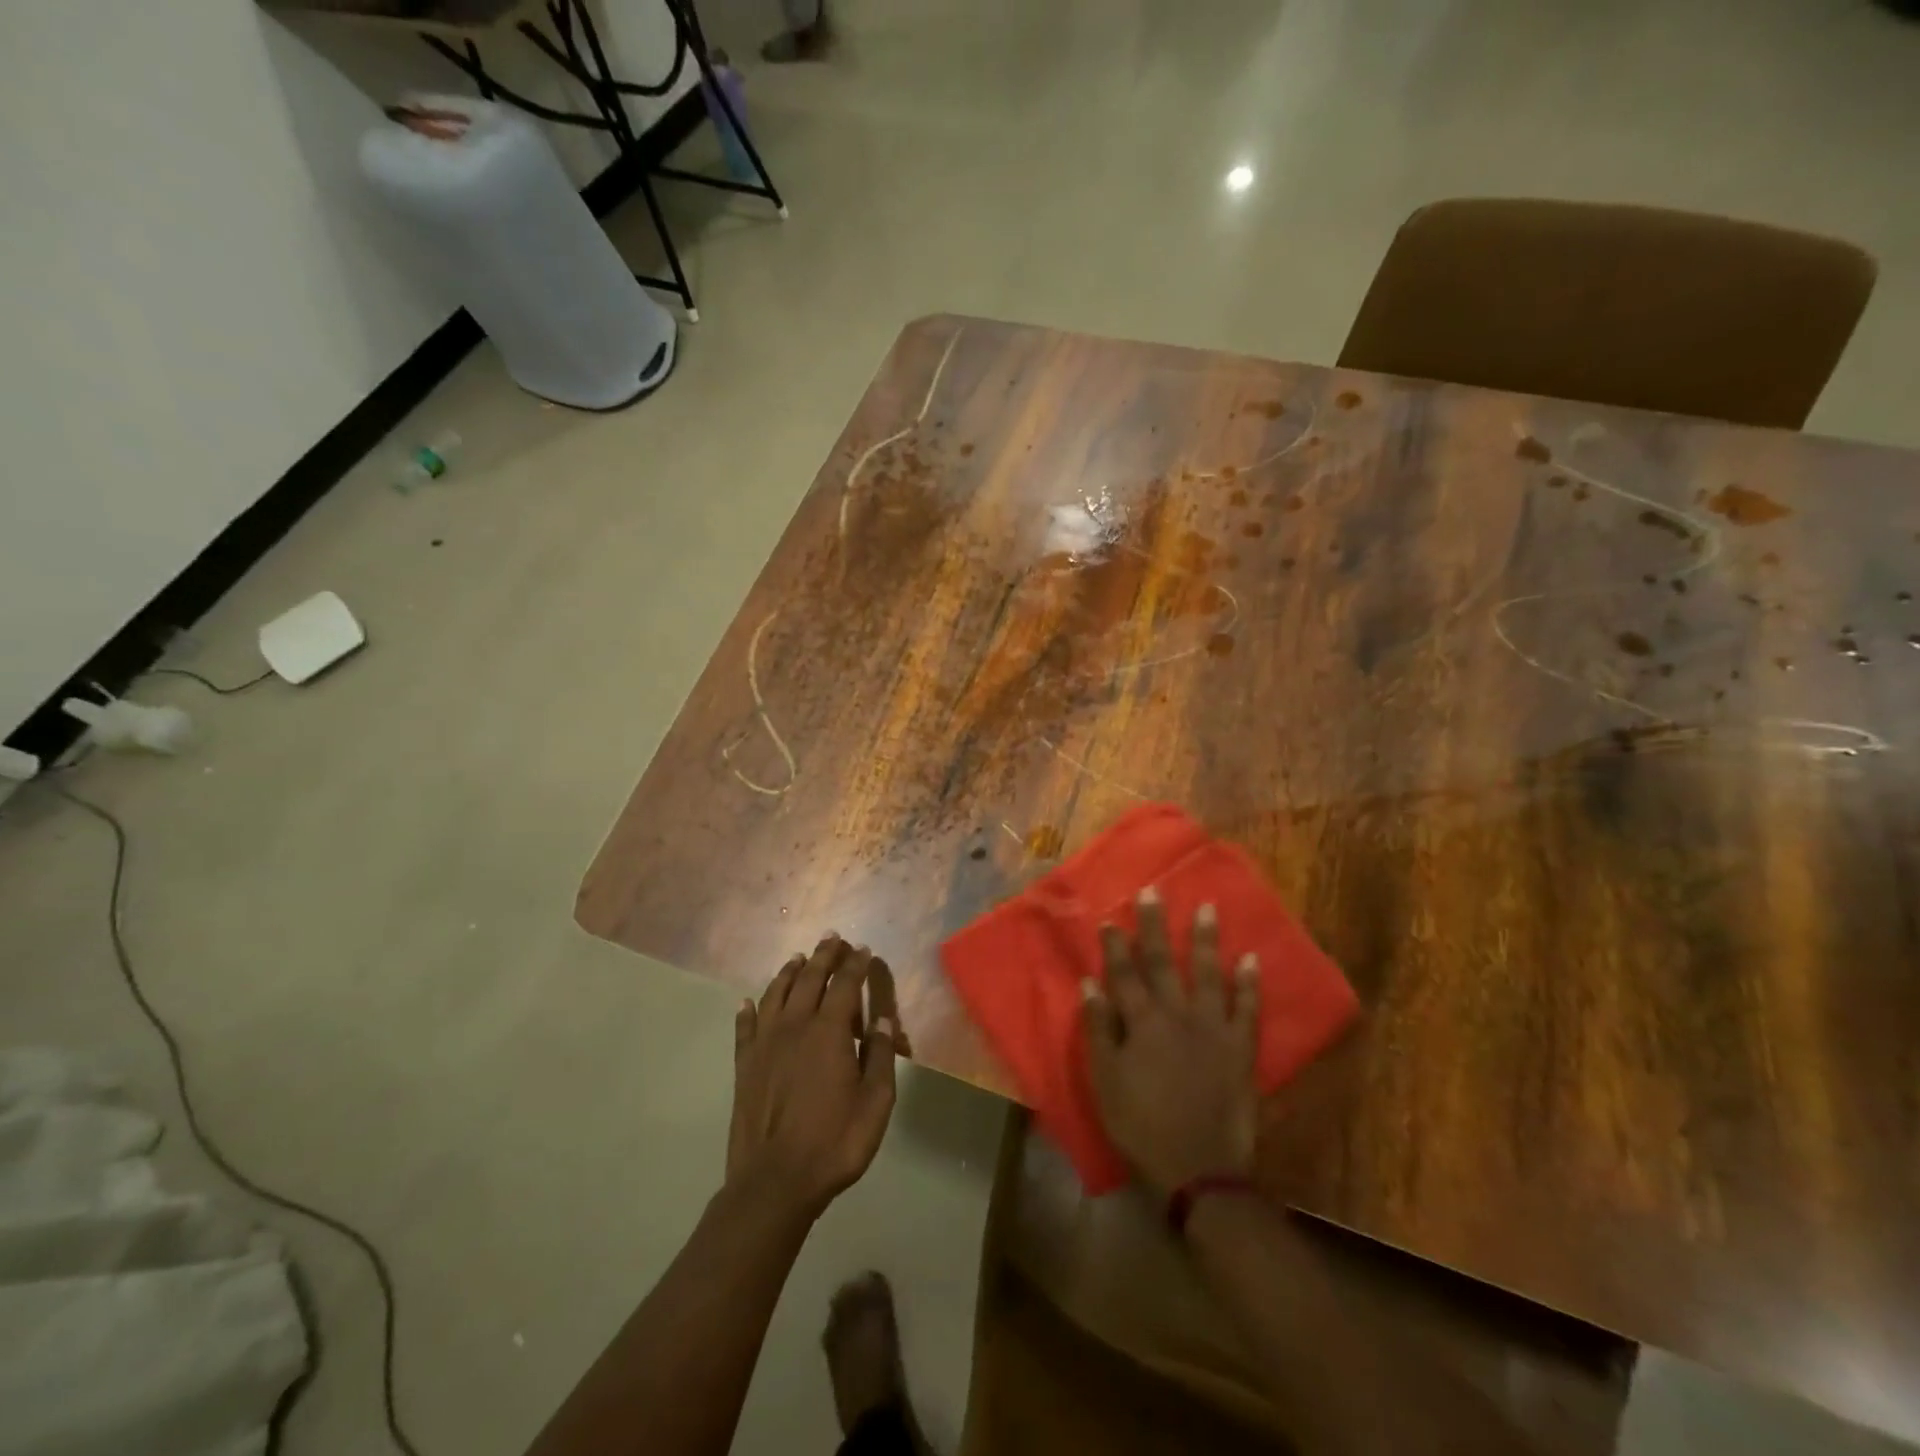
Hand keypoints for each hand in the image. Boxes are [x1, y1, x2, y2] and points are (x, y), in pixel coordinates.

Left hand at [727, 936, 897, 1220]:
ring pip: (775, 994)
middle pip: (809, 978)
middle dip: (823, 956)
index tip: (863, 949)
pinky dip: (747, 1010)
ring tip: (797, 958)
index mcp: (829, 1031)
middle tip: (831, 938)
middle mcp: (795, 1025)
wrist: (774, 1182)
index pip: (845, 984)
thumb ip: (881, 1057)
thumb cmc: (834, 1142)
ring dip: (788, 972)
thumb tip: (884, 1020)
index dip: (855, 964)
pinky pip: (745, 1027)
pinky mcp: (744, 1065)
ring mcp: (765, 1043)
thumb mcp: (875, 1102)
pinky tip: (747, 1001)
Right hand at [1081, 891, 1259, 1199]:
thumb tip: (1090, 985)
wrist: (1200, 1170)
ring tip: (1207, 908)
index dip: (1116, 946)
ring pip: (1209, 975)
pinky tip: (1251, 958)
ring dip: (1206, 940)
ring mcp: (1214, 1030)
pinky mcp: (1241, 1049)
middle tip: (1153, 892)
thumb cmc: (1142, 1126)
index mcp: (1142, 1024)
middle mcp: (1178, 1016)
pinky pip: (1248, 1009)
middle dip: (1156, 927)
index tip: (1112, 918)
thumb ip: (1099, 1031)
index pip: (1124, 974)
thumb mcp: (1106, 1082)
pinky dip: (1250, 983)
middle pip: (1163, 963)